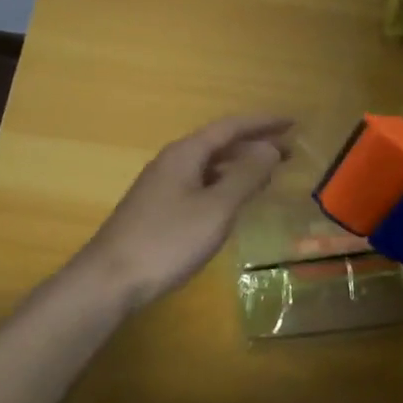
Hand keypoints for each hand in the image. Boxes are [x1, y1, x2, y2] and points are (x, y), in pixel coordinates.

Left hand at [76, 114, 293, 309]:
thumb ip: (245, 176)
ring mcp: (163, 186)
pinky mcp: (159, 209)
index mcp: (186, 153)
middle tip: (290, 151)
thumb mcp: (215, 208)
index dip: (263, 123)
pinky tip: (235, 202)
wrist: (110, 279)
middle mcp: (173, 162)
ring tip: (270, 174)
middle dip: (255, 145)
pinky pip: (201, 185)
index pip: (230, 127)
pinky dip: (225, 186)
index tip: (292, 122)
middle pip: (219, 144)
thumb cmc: (167, 240)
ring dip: (240, 166)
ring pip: (210, 166)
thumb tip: (270, 148)